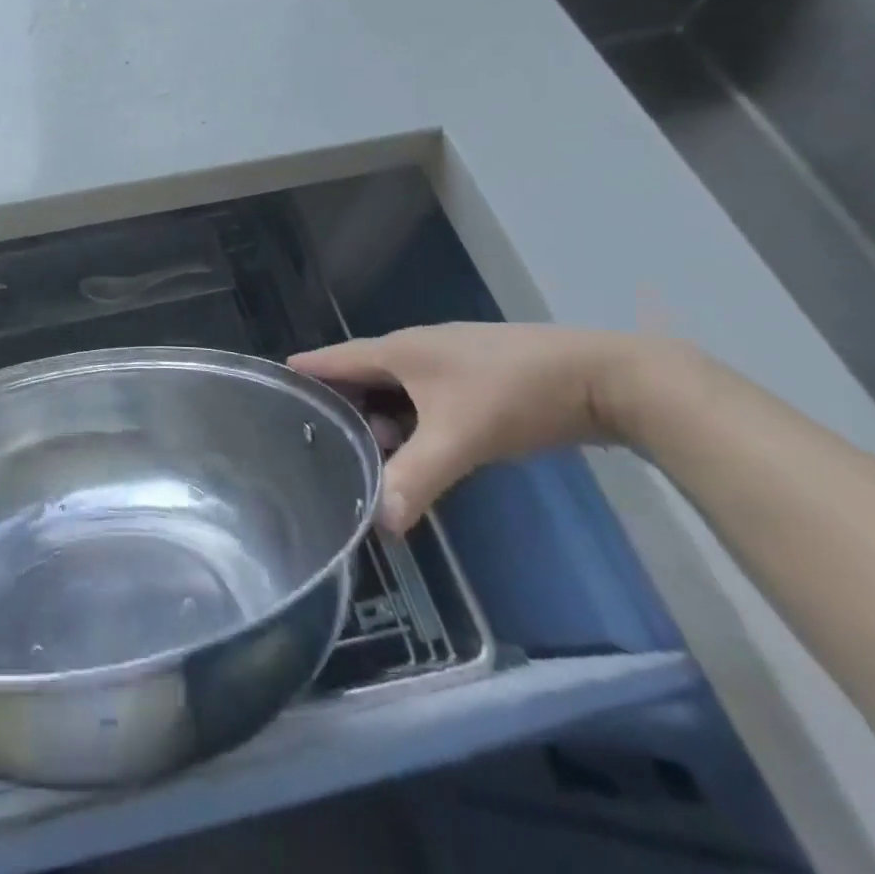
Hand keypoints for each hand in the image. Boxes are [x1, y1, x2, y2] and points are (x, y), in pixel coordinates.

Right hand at [290, 324, 654, 533]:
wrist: (603, 378)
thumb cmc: (515, 395)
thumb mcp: (460, 438)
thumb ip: (416, 478)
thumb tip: (378, 524)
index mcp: (399, 350)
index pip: (334, 358)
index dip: (304, 371)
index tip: (272, 387)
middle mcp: (417, 349)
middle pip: (363, 375)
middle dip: (341, 406)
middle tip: (317, 440)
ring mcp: (449, 361)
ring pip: (396, 388)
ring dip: (380, 417)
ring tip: (367, 454)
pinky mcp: (477, 378)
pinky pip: (425, 397)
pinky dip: (411, 419)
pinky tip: (417, 448)